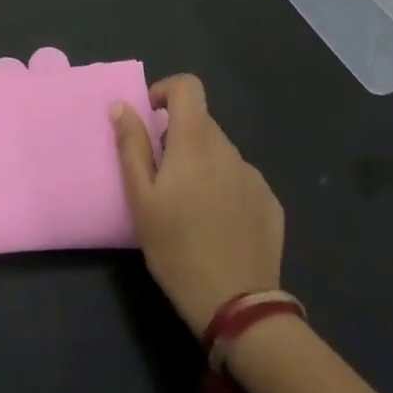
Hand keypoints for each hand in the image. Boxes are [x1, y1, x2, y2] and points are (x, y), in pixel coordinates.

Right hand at [112, 74, 284, 336]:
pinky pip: (240, 179)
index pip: (189, 86)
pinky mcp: (270, 203)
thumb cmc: (177, 248)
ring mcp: (254, 176)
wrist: (237, 306)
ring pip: (220, 152)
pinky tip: (216, 223)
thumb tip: (122, 106)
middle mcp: (229, 149)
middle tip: (161, 175)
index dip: (166, 91)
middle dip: (178, 136)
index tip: (151, 118)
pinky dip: (223, 186)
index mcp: (195, 142)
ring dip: (201, 163)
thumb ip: (131, 146)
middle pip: (202, 122)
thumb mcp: (141, 198)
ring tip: (188, 205)